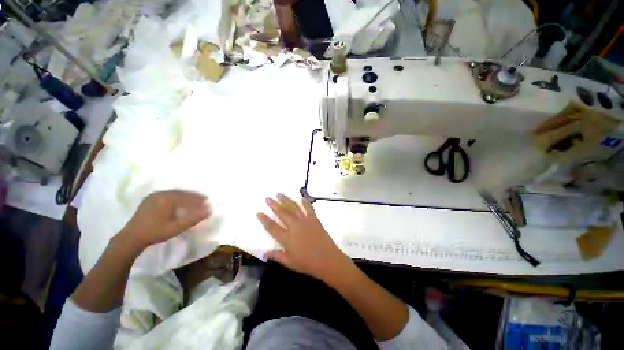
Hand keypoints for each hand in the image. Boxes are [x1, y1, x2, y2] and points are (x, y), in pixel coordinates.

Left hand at [120, 190, 210, 250]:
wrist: (131, 237)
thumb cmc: (155, 233)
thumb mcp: (177, 227)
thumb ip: (194, 218)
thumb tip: (209, 211)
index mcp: (167, 199)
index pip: (188, 197)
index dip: (199, 199)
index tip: (208, 201)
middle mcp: (160, 194)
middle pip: (182, 193)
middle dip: (194, 196)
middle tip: (204, 200)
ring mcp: (153, 195)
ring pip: (175, 193)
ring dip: (186, 196)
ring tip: (194, 201)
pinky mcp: (149, 199)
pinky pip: (167, 195)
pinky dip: (177, 197)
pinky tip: (180, 202)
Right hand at [256, 194, 350, 280]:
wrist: (327, 260)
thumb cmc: (307, 263)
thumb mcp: (289, 263)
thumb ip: (276, 256)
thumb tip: (264, 253)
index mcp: (287, 238)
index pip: (272, 227)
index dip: (264, 219)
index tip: (258, 212)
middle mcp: (295, 226)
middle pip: (282, 213)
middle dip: (274, 205)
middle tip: (267, 198)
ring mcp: (305, 221)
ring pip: (294, 208)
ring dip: (286, 200)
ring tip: (279, 194)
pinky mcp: (314, 219)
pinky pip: (309, 208)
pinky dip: (305, 202)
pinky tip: (301, 197)